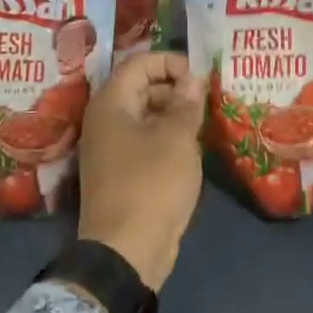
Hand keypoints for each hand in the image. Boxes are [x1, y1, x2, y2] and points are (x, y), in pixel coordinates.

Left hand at [77, 52, 205, 291]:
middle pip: (141, 87)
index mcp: (111, 103)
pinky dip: (167, 137)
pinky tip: (192, 147)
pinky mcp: (120, 171)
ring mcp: (110, 147)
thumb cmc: (152, 184)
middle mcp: (104, 119)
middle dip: (176, 88)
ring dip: (174, 114)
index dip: (172, 62)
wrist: (126, 250)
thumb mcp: (177, 138)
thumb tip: (193, 78)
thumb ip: (186, 103)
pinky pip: (144, 140)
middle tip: (208, 99)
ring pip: (145, 115)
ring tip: (205, 122)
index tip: (201, 77)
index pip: (140, 63)